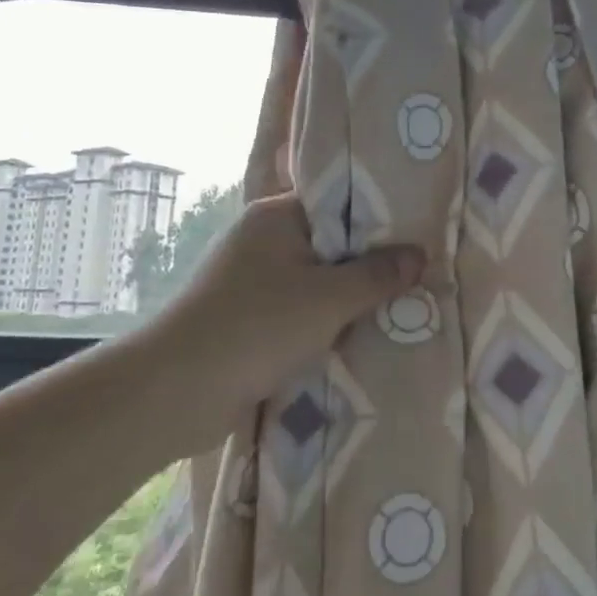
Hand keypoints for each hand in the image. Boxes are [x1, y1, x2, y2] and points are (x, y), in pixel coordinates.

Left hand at [154, 192, 424, 415]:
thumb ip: (378, 275)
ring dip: (350, 299)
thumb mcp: (330, 298)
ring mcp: (253, 282)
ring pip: (318, 282)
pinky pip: (301, 312)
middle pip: (332, 244)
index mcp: (276, 216)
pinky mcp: (249, 320)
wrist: (176, 394)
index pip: (338, 201)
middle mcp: (263, 241)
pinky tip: (362, 335)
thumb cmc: (257, 327)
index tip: (421, 231)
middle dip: (371, 263)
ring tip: (402, 304)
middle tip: (421, 272)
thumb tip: (419, 254)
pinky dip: (327, 323)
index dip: (380, 217)